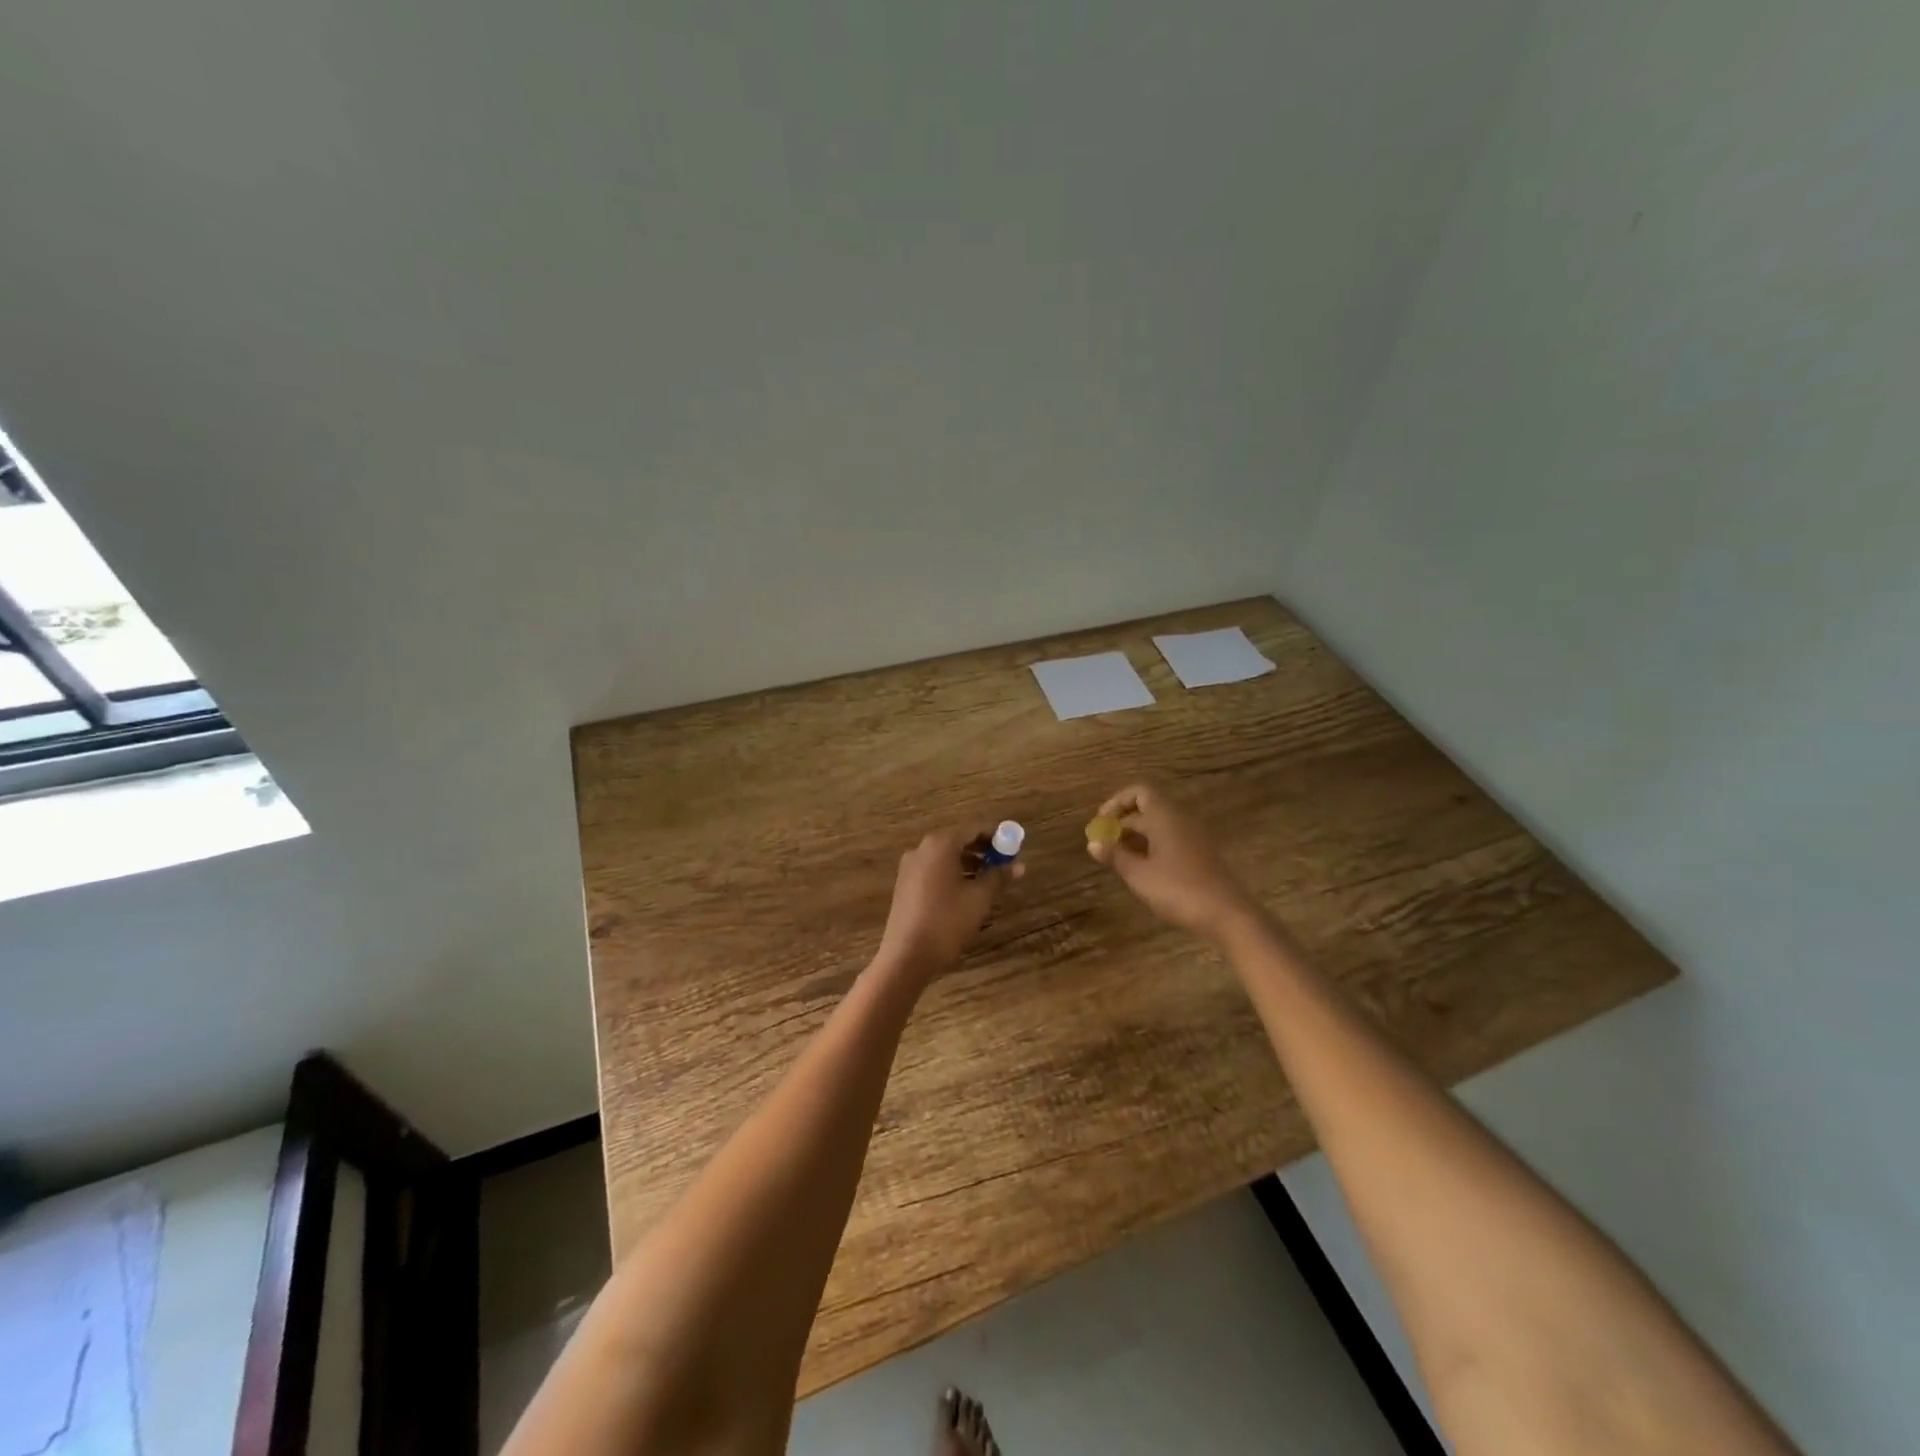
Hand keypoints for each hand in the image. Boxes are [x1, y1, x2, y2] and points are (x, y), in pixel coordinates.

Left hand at [876, 826, 1022, 977]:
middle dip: (983, 850)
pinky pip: (934, 869)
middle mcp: (922, 849)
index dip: (996, 835)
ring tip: (989, 880)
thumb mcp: (979, 898)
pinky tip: (966, 892)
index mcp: (940, 845)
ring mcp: (910, 866)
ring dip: (969, 863)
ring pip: (945, 856)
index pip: (973, 828)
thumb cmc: (947, 921)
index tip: (1013, 847)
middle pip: (958, 840)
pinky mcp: (905, 884)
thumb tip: (1019, 865)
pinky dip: (952, 873)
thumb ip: (999, 876)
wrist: (907, 956)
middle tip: (1005, 864)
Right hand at [1087, 784, 1260, 941]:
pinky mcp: (1200, 855)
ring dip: (1136, 836)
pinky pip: (1171, 839)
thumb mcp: (1139, 874)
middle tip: (1103, 844)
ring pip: (1159, 826)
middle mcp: (1180, 820)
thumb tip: (1093, 843)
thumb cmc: (1178, 889)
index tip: (1101, 822)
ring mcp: (1193, 837)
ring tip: (1118, 858)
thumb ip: (1115, 856)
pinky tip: (1142, 869)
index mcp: (1165, 816)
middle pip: (1147, 809)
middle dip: (1122, 823)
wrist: (1227, 915)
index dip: (1117, 802)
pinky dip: (1152, 847)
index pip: (1139, 792)